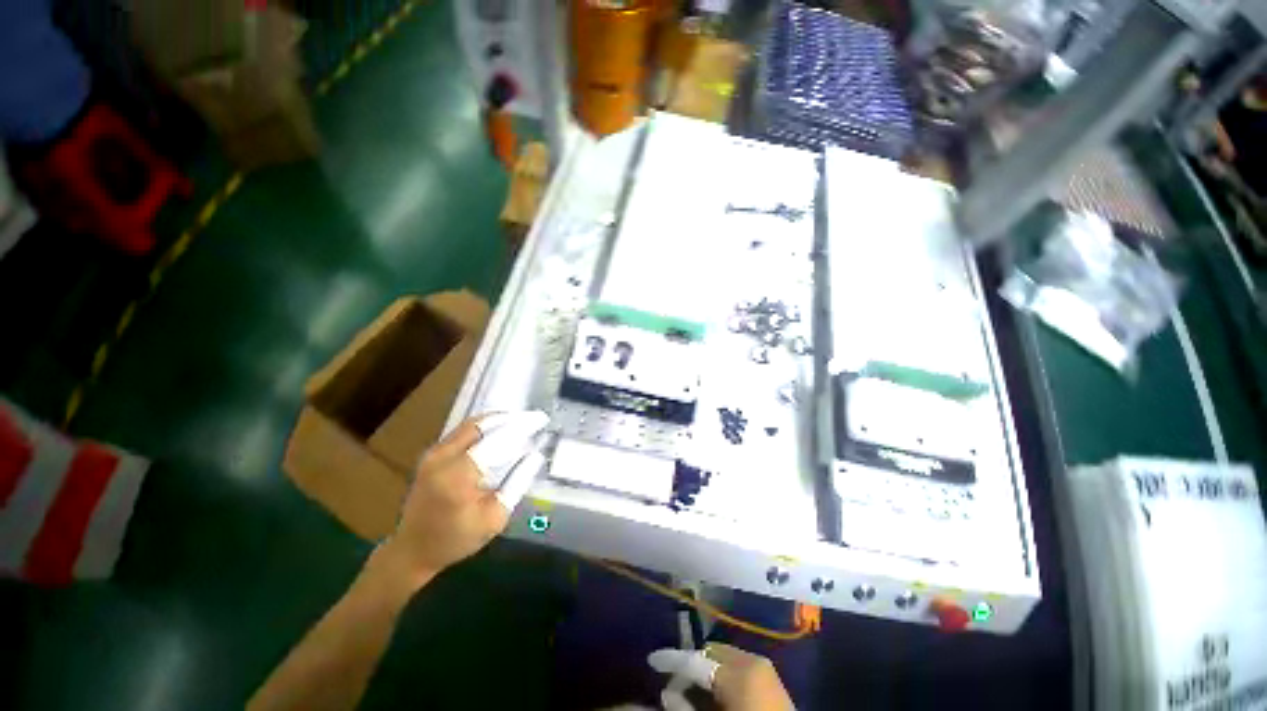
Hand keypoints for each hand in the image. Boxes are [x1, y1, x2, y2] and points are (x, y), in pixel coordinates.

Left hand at [375, 412, 546, 590]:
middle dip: (512, 418)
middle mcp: (442, 457)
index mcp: (458, 475)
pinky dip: (486, 426)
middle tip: (534, 418)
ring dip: (499, 419)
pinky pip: (463, 430)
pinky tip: (501, 430)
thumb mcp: (495, 518)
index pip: (497, 439)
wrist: (412, 549)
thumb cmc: (456, 539)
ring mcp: (434, 452)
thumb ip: (517, 483)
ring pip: (472, 423)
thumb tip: (535, 455)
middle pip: (483, 424)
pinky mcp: (432, 453)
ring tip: (522, 421)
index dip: (522, 426)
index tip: (542, 420)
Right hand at [648, 643, 793, 710]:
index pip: (696, 659)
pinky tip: (715, 694)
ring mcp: (763, 666)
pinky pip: (737, 666)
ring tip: (693, 692)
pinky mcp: (769, 676)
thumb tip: (667, 693)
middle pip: (709, 653)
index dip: (671, 660)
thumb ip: (688, 708)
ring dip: (706, 671)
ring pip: (723, 658)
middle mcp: (752, 660)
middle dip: (691, 666)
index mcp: (740, 672)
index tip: (652, 660)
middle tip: (675, 686)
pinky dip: (722, 675)